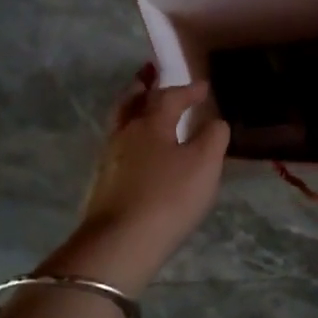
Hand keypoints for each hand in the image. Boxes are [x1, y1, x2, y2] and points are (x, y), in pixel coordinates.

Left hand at [55, 64, 230, 291]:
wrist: (121, 243)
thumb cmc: (168, 198)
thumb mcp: (204, 165)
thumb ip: (213, 137)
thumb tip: (215, 121)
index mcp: (150, 123)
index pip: (169, 96)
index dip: (188, 89)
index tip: (203, 87)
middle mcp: (124, 134)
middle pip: (131, 101)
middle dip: (144, 87)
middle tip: (151, 75)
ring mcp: (109, 159)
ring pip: (120, 123)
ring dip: (133, 110)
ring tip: (144, 109)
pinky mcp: (102, 183)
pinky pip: (118, 147)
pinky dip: (130, 138)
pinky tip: (138, 151)